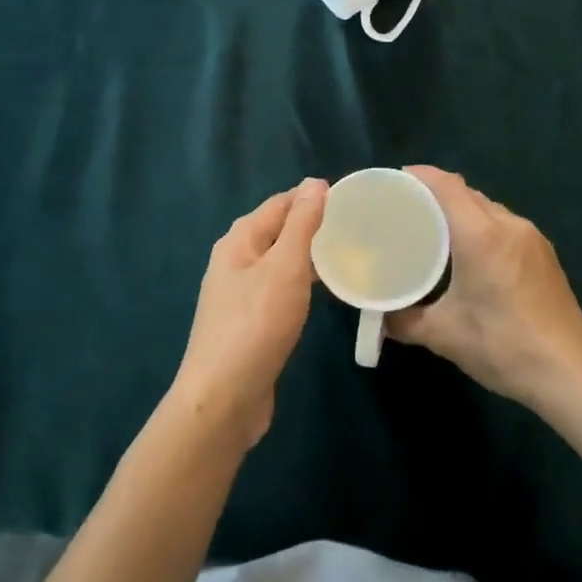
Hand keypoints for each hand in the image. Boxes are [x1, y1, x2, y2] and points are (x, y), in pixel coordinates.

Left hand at [171, 179, 328, 451]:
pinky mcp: (249, 322)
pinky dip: (302, 283)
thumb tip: (314, 183)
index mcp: (239, 240)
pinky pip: (280, 289)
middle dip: (313, 225)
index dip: (313, 197)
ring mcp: (240, 293)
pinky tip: (324, 292)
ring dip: (309, 255)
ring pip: (280, 261)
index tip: (353, 200)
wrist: (223, 399)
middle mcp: (235, 260)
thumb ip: (301, 224)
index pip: (281, 203)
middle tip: (357, 228)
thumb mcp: (284, 268)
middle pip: (278, 230)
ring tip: (349, 255)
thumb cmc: (256, 325)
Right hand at [389, 167, 581, 410]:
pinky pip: (503, 223)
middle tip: (405, 209)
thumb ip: (403, 321)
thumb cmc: (503, 346)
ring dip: (459, 209)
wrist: (571, 374)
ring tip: (432, 228)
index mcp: (481, 235)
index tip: (393, 182)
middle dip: (434, 193)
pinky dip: (480, 225)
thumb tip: (378, 317)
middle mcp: (508, 225)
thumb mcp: (443, 335)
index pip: (446, 185)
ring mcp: (531, 237)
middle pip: (466, 192)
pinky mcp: (543, 253)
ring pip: (486, 207)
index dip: (419, 176)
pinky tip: (468, 251)